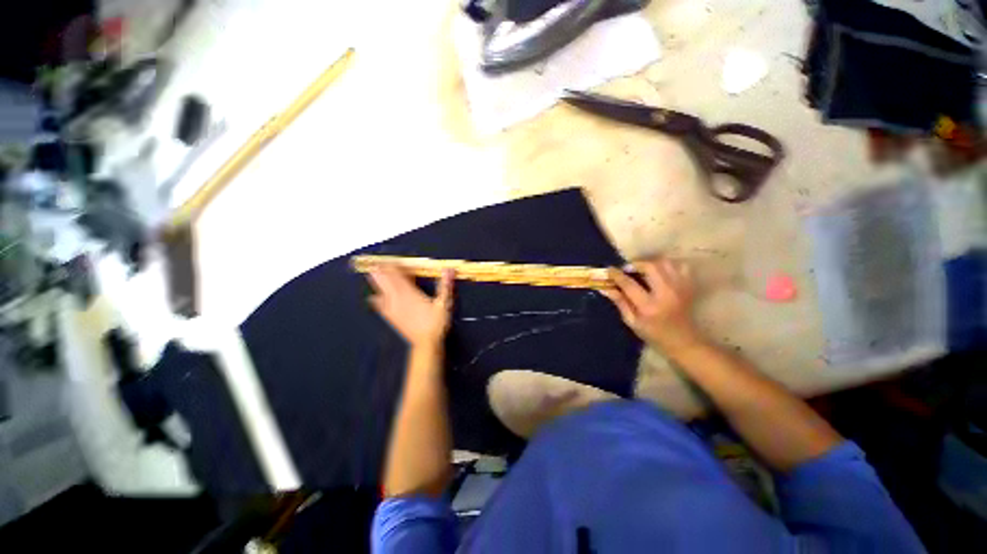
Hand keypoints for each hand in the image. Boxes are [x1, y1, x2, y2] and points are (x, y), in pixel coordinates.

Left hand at [368, 266, 454, 348]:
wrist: (426, 343)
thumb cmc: (436, 323)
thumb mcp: (444, 304)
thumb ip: (445, 286)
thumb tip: (449, 269)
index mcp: (410, 293)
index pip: (398, 276)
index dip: (393, 266)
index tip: (390, 258)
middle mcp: (398, 299)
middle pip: (386, 281)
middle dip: (381, 270)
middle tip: (375, 261)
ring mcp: (392, 309)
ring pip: (381, 291)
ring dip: (377, 281)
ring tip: (371, 271)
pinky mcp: (391, 317)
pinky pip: (379, 306)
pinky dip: (376, 299)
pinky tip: (373, 297)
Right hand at [602, 258, 700, 353]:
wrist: (683, 342)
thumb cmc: (653, 334)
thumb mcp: (632, 321)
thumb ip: (619, 302)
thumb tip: (604, 287)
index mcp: (649, 306)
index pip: (629, 284)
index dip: (617, 275)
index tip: (609, 270)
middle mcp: (666, 294)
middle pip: (650, 267)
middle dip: (635, 264)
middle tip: (627, 269)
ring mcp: (680, 288)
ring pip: (665, 263)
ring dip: (651, 263)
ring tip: (642, 269)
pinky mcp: (689, 286)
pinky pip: (680, 266)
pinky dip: (668, 265)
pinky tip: (660, 272)